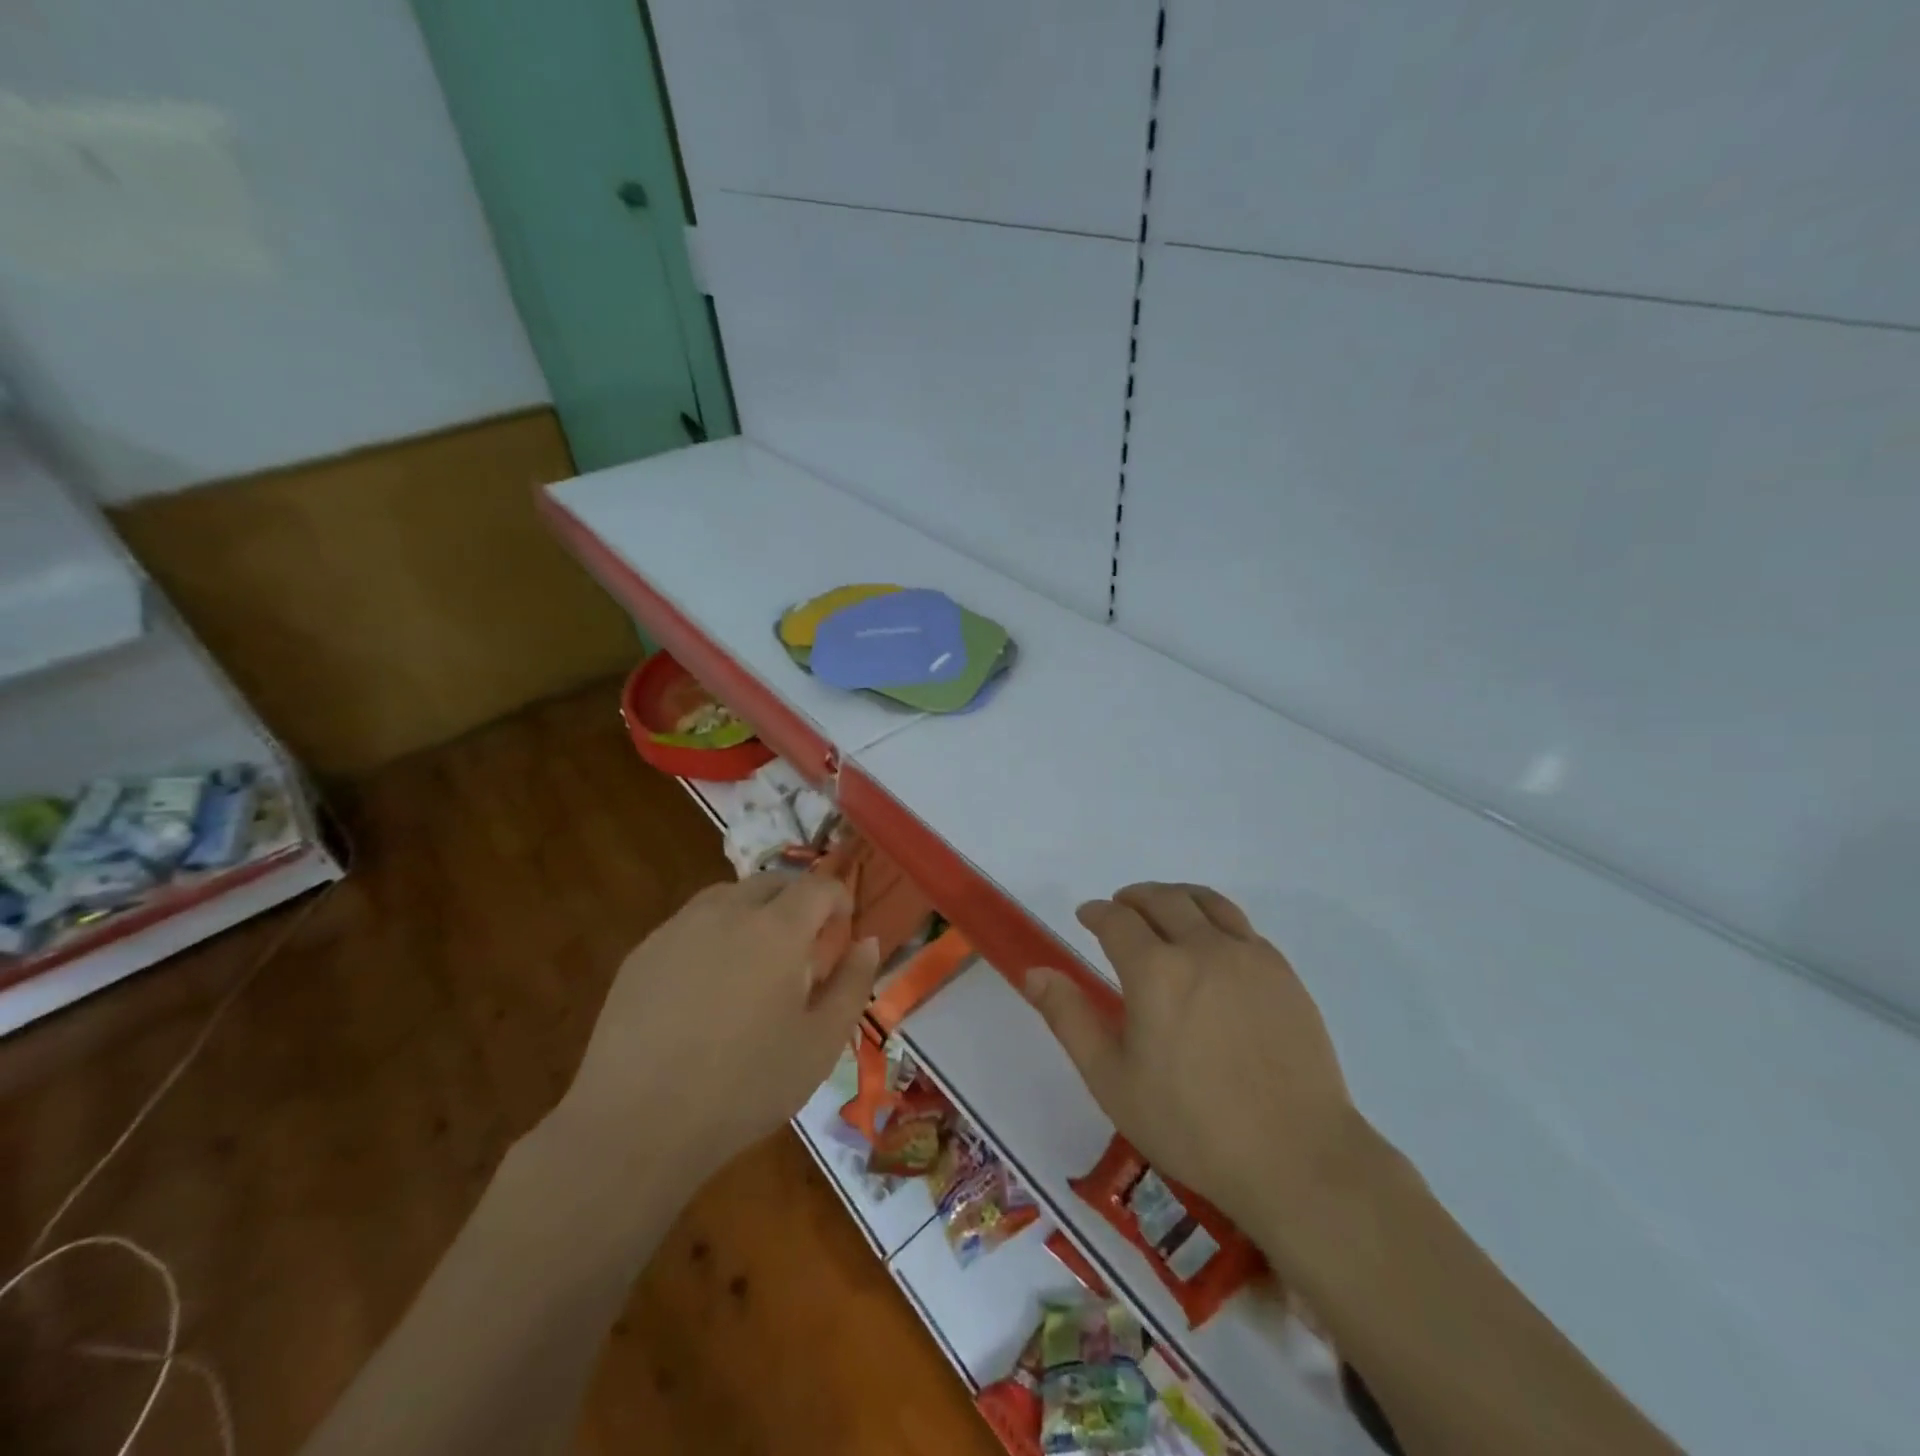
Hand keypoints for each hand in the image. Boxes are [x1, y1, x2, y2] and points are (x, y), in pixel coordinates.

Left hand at [560, 874, 879, 1184]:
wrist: (636, 1124)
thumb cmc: (744, 1086)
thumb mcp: (821, 1044)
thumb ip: (853, 984)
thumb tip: (866, 941)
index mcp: (777, 929)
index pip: (818, 886)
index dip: (839, 900)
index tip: (843, 929)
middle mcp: (728, 911)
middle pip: (773, 882)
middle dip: (798, 901)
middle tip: (804, 946)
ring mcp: (679, 928)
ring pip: (728, 896)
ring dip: (754, 912)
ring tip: (756, 960)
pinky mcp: (643, 952)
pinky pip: (690, 924)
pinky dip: (713, 934)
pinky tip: (707, 986)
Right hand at [1024, 882, 1357, 1239]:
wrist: (1296, 1157)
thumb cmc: (1191, 1125)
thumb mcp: (1112, 1080)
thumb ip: (1070, 1018)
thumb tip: (1034, 972)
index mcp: (1155, 971)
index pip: (1117, 919)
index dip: (1096, 912)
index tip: (1086, 917)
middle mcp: (1202, 947)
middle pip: (1162, 899)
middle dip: (1134, 897)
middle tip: (1120, 907)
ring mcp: (1249, 956)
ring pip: (1206, 902)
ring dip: (1175, 896)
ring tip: (1164, 909)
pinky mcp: (1282, 973)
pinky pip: (1241, 926)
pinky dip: (1214, 919)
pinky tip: (1212, 944)